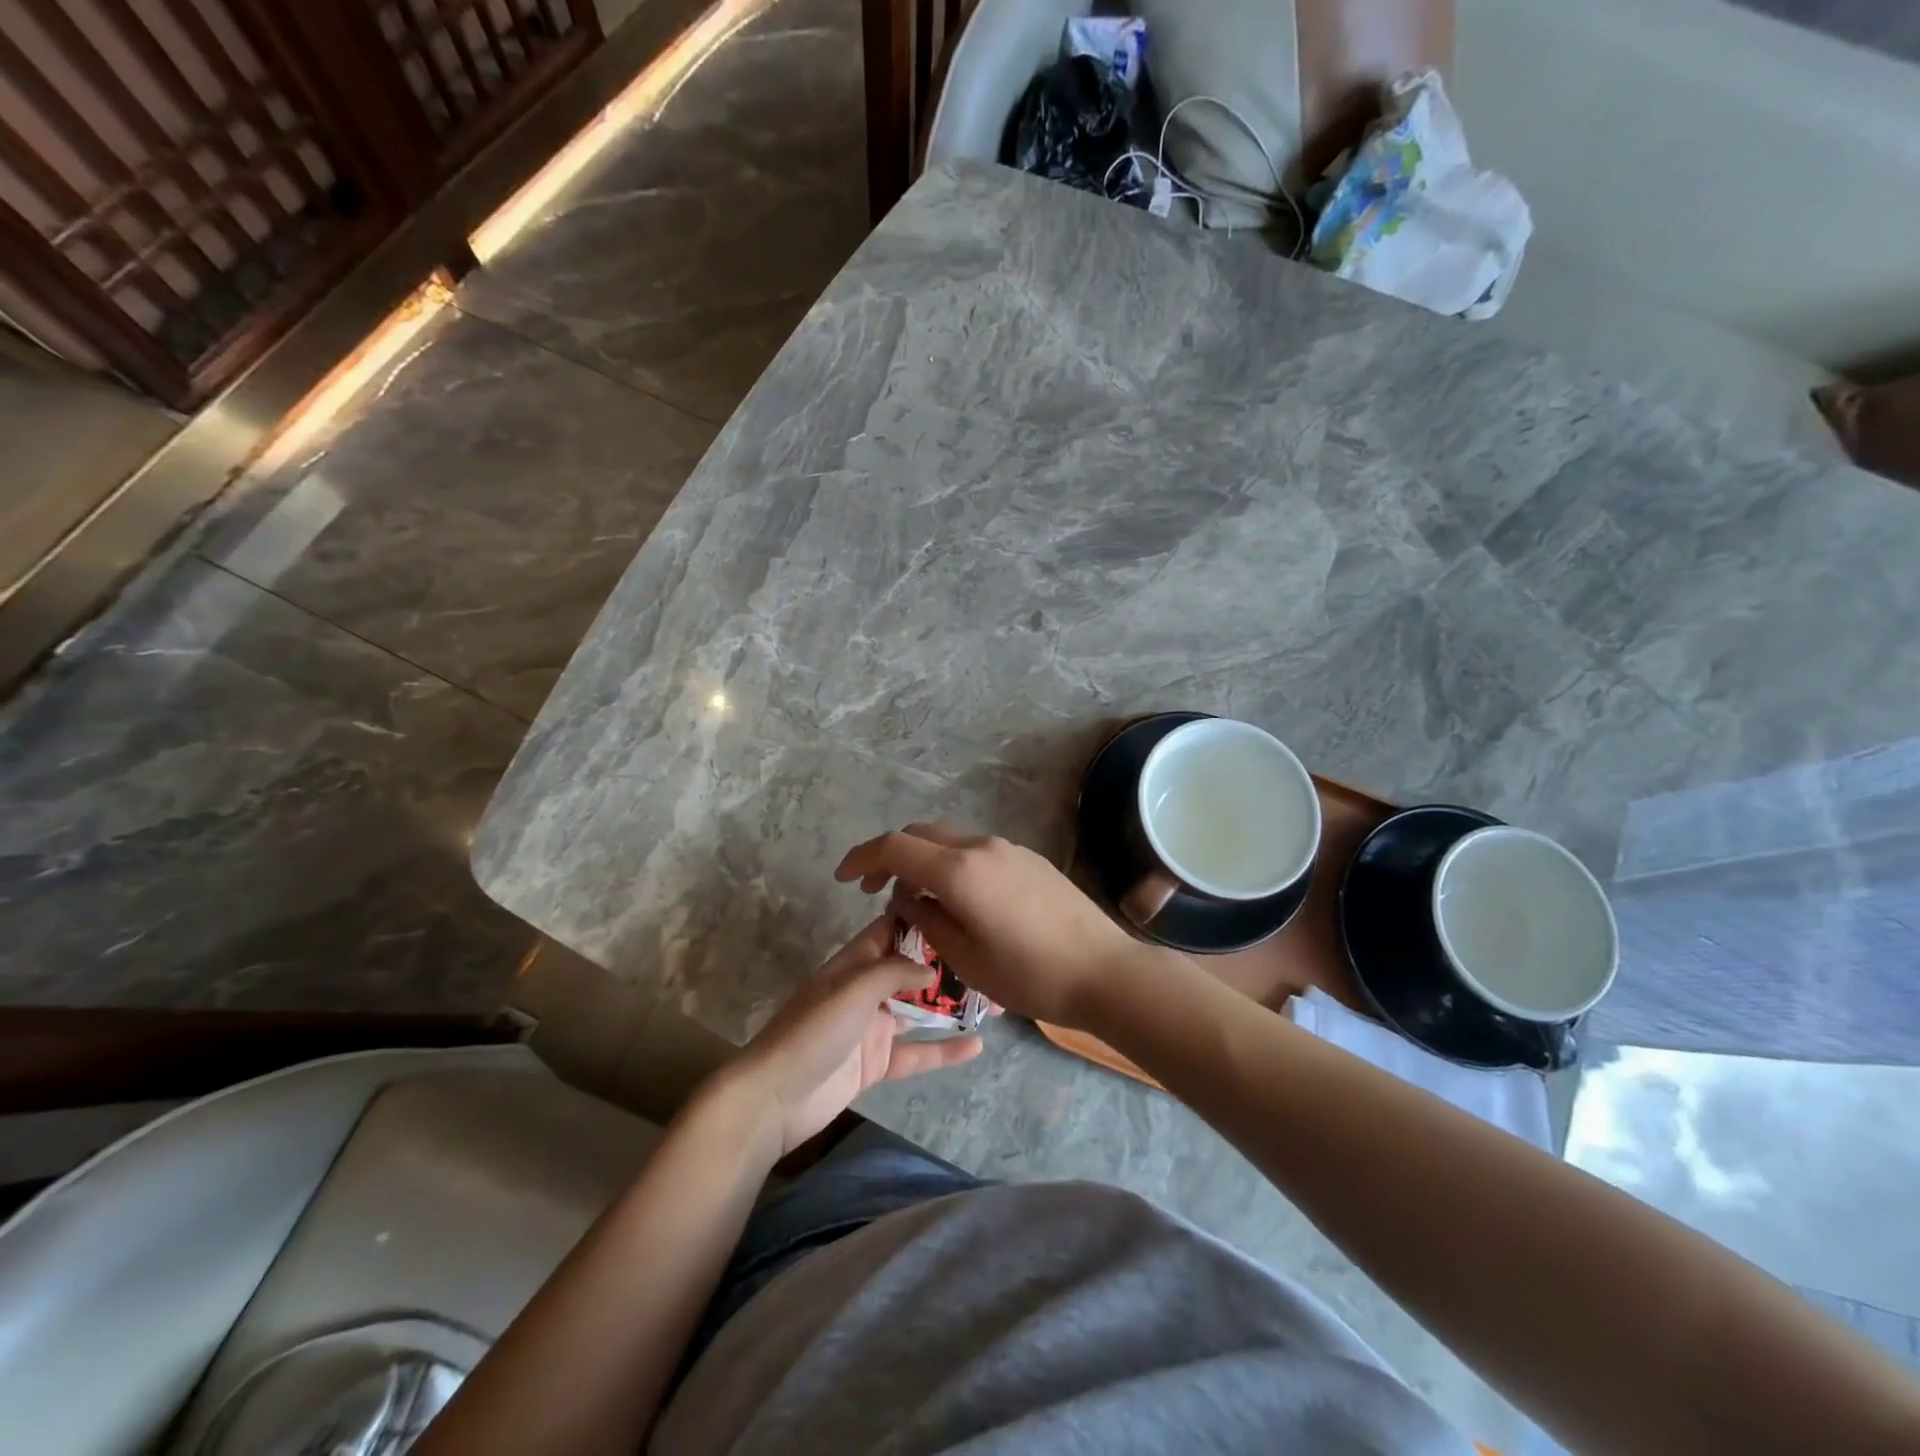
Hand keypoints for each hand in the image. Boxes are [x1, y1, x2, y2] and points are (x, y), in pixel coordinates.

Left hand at [724, 915, 982, 1156]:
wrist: (774, 1099)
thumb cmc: (813, 1031)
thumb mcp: (853, 989)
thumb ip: (895, 972)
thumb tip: (933, 967)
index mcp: (855, 963)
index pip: (891, 929)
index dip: (921, 918)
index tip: (961, 908)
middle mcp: (866, 989)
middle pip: (912, 970)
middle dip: (947, 965)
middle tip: (990, 962)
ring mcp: (872, 1027)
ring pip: (919, 1009)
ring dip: (951, 1005)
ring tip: (994, 1001)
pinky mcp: (877, 1063)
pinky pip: (917, 1052)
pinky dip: (944, 1049)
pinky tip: (977, 1046)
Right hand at [834, 825, 1170, 1028]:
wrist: (1104, 970)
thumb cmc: (1030, 974)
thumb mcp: (965, 959)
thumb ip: (927, 921)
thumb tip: (908, 900)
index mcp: (959, 870)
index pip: (895, 847)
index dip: (862, 858)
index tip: (842, 878)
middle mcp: (981, 847)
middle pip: (921, 836)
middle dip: (891, 856)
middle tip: (875, 891)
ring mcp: (1008, 849)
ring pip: (949, 842)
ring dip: (924, 861)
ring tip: (917, 901)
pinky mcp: (1028, 859)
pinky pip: (975, 852)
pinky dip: (952, 865)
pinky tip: (958, 900)